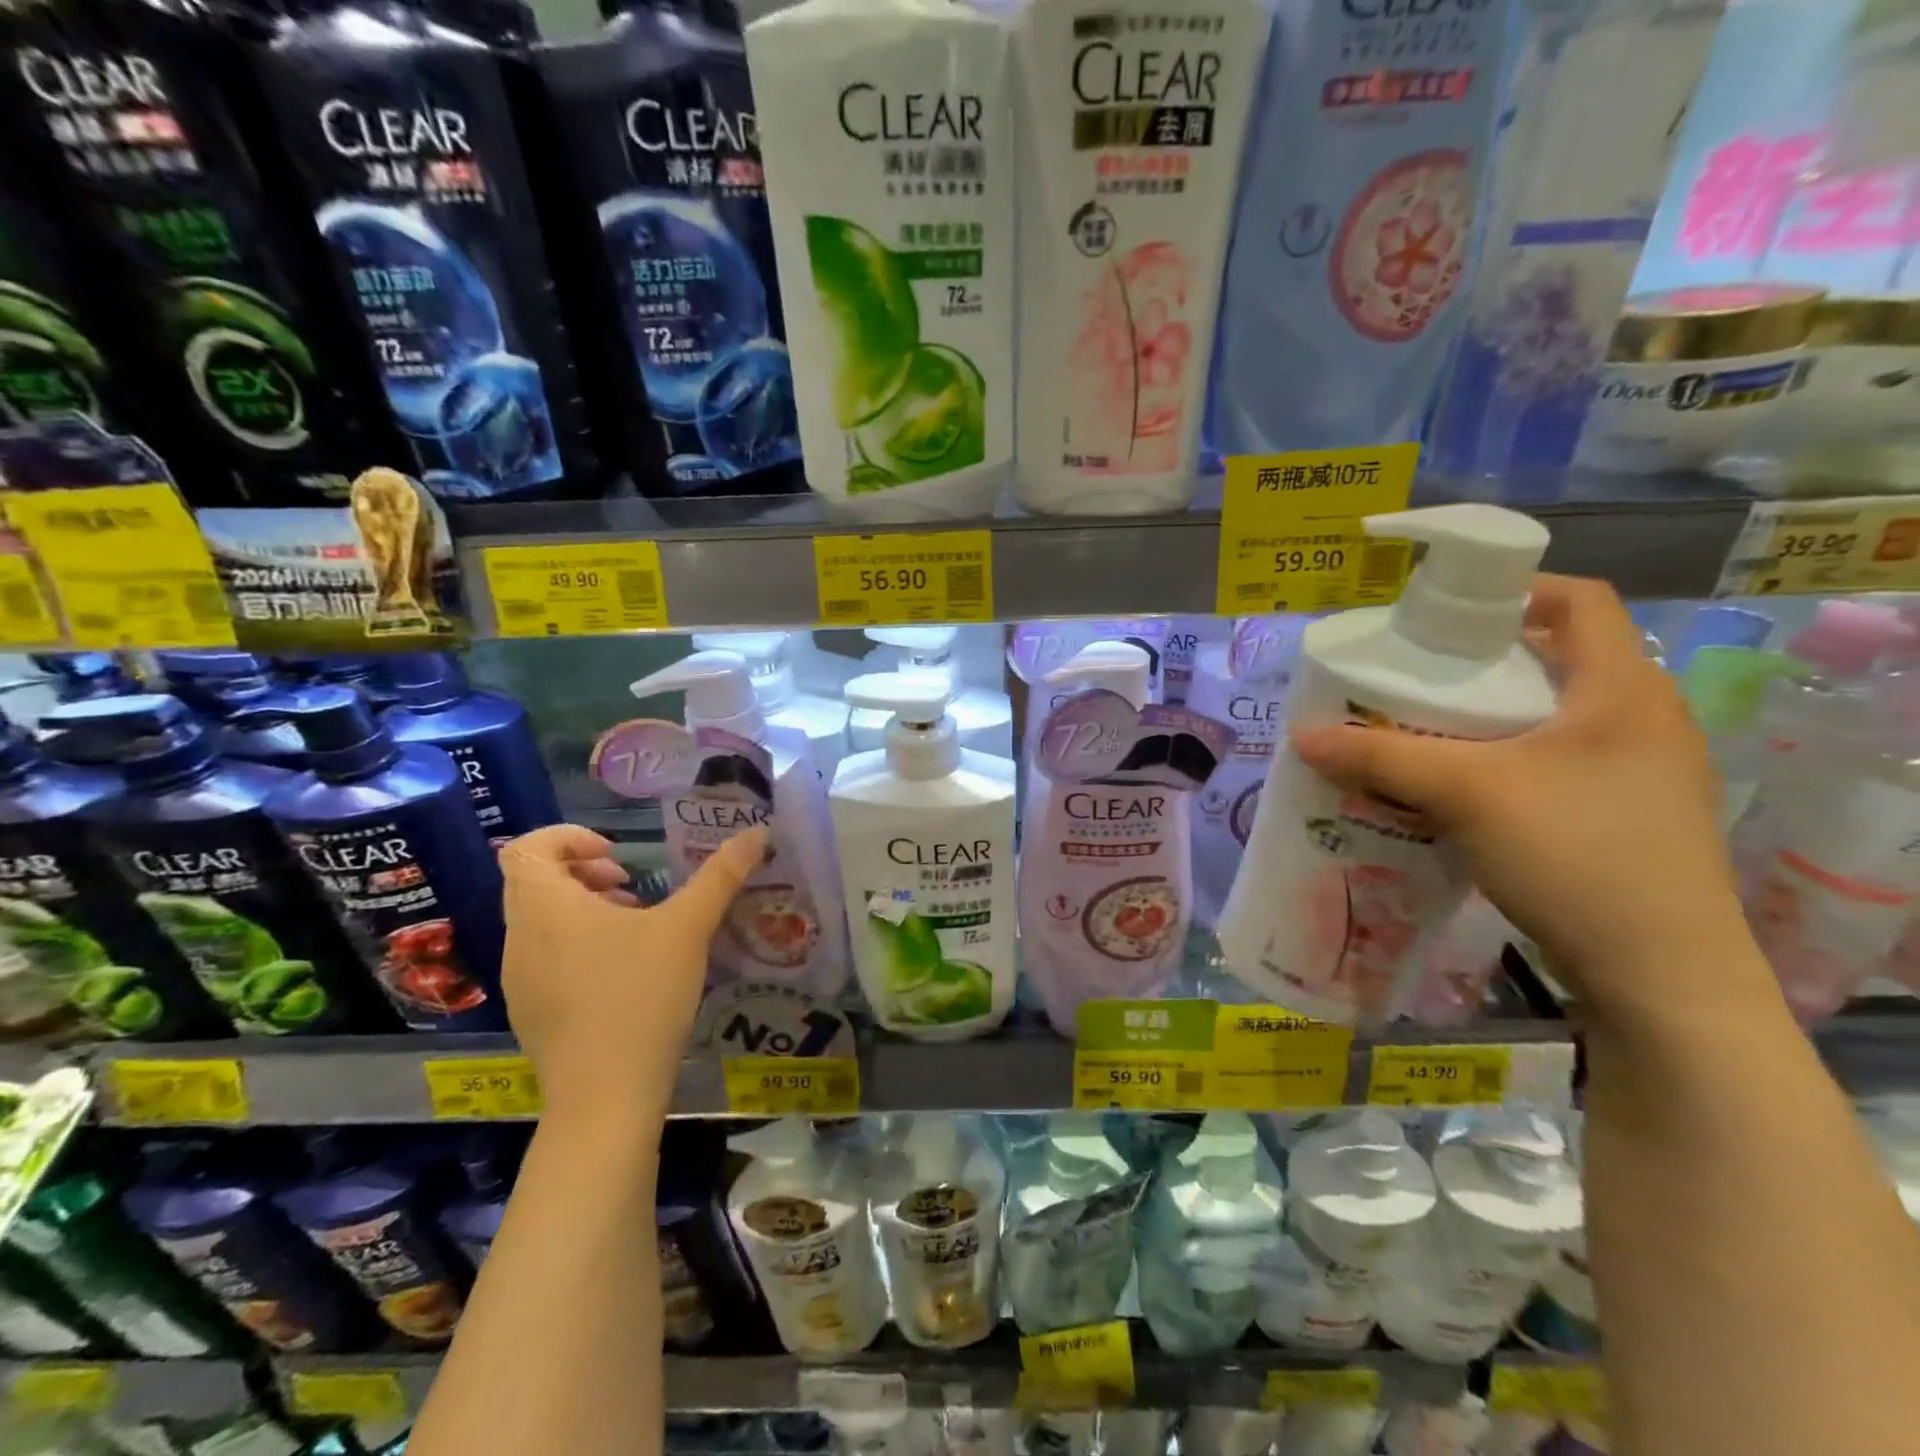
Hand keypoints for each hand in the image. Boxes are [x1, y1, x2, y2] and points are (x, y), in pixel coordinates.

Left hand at [498, 823, 767, 1117]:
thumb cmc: (641, 996)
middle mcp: (519, 936)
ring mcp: (518, 978)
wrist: (605, 1096)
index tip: (617, 856)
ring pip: (539, 920)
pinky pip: (543, 956)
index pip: (526, 848)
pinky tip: (623, 972)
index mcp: (545, 907)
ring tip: (635, 926)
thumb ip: (720, 876)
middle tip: (631, 886)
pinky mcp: (529, 1011)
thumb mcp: (688, 928)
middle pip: (533, 881)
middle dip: (584, 872)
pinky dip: (576, 944)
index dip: (568, 838)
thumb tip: (755, 833)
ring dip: (583, 908)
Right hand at [1292, 575, 1763, 1024]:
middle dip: (1476, 665)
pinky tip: (1449, 791)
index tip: (1445, 616)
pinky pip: (1548, 766)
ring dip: (1481, 720)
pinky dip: (1496, 764)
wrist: (1660, 976)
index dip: (1513, 591)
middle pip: (1553, 661)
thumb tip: (1303, 735)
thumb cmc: (1577, 853)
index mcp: (1624, 689)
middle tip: (1411, 678)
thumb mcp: (1466, 793)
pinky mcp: (1620, 818)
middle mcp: (1641, 721)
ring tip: (1417, 734)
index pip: (1579, 601)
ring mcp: (1636, 774)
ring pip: (1546, 720)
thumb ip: (1380, 757)